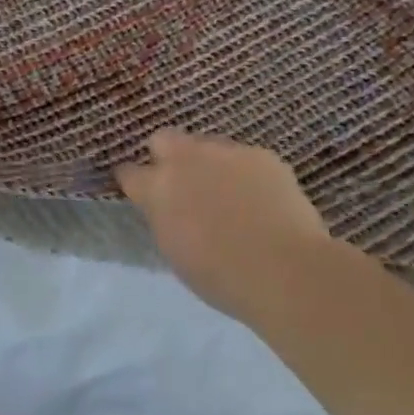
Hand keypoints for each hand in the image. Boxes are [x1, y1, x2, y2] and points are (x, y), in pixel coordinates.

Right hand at [116, 130, 332, 310]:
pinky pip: (245, 157)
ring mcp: (225, 152)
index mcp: (157, 188)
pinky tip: (261, 198)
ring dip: (209, 163)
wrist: (284, 270)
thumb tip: (169, 207)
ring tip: (229, 193)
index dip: (135, 182)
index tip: (143, 193)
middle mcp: (185, 159)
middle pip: (164, 139)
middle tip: (184, 184)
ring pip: (207, 145)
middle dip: (168, 156)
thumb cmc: (221, 276)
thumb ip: (165, 217)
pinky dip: (247, 173)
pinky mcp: (261, 155)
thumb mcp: (174, 249)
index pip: (129, 172)